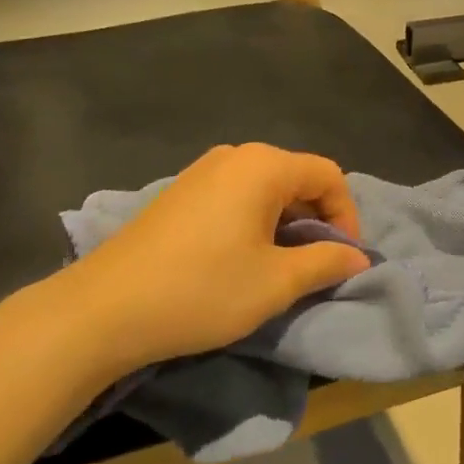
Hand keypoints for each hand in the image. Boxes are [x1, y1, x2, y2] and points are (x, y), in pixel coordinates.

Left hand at [69, 144, 372, 373]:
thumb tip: (358, 257)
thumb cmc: (202, 289)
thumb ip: (325, 262)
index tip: (342, 259)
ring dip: (286, 223)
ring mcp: (202, 171)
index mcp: (263, 166)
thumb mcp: (275, 282)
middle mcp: (235, 156)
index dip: (347, 216)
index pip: (328, 175)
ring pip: (266, 188)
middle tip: (315, 266)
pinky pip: (236, 195)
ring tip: (280, 267)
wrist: (105, 308)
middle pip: (297, 177)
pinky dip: (255, 221)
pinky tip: (241, 258)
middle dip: (316, 220)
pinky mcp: (181, 191)